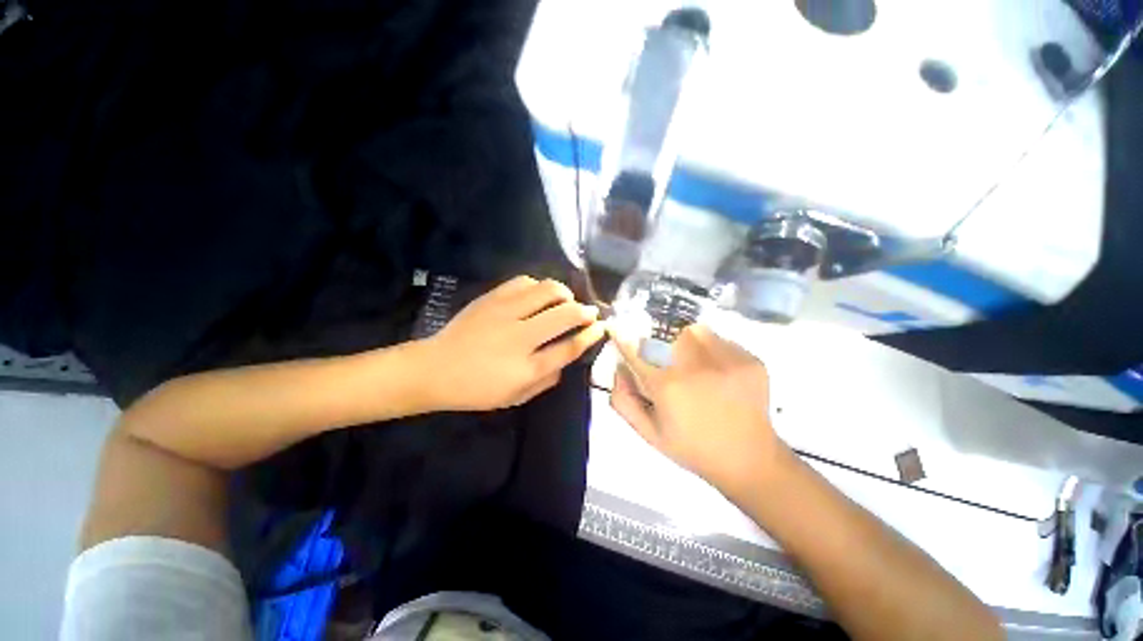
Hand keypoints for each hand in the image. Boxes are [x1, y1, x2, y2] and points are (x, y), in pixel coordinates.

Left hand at [423, 276, 604, 411]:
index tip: (601, 327)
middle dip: (585, 311)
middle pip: (565, 314)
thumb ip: (547, 380)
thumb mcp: (516, 397)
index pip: (570, 347)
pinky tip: (538, 295)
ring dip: (564, 294)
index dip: (591, 335)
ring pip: (547, 290)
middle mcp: (520, 337)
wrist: (435, 369)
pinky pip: (524, 281)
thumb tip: (566, 357)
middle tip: (590, 312)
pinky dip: (539, 286)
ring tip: (565, 301)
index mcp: (527, 368)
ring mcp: (504, 313)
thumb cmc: (477, 389)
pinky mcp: (491, 298)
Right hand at [609, 324, 792, 497]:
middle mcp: (695, 366)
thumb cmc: (692, 448)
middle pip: (668, 334)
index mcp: (667, 386)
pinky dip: (714, 350)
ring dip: (689, 342)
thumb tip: (618, 368)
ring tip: (696, 365)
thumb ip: (624, 401)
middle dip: (663, 344)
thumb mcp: (649, 433)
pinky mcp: (750, 360)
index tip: (616, 328)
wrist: (749, 459)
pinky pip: (722, 340)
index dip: (623, 338)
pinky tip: (719, 373)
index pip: (636, 351)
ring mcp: (727, 360)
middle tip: (670, 363)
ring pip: (696, 331)